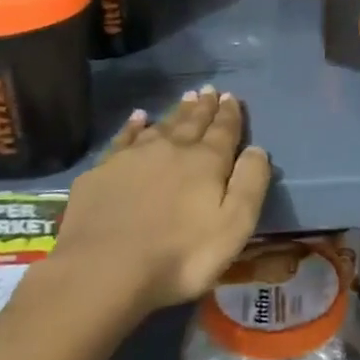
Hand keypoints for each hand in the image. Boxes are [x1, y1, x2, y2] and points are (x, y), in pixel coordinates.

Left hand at [48, 89, 271, 313]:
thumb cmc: (179, 256)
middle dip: (205, 106)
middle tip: (210, 90)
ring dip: (177, 111)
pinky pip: (124, 137)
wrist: (102, 270)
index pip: (224, 130)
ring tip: (186, 97)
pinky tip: (138, 117)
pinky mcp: (103, 171)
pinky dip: (134, 125)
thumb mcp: (233, 227)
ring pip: (163, 125)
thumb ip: (250, 185)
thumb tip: (257, 149)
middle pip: (193, 122)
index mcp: (206, 162)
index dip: (230, 114)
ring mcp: (134, 156)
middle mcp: (172, 149)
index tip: (232, 97)